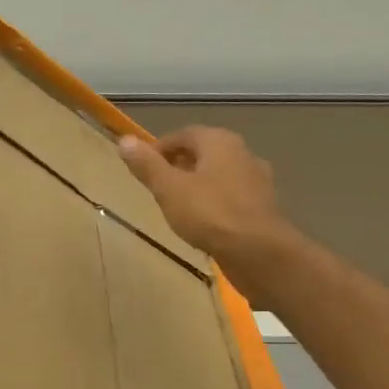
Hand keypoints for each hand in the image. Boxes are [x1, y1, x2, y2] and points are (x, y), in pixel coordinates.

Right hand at [118, 126, 293, 292]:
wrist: (260, 253)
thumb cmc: (210, 214)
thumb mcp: (169, 189)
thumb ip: (147, 165)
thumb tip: (124, 140)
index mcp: (219, 141)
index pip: (183, 135)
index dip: (159, 149)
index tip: (143, 168)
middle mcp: (242, 153)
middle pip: (203, 153)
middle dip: (179, 166)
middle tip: (157, 187)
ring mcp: (257, 180)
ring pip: (219, 175)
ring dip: (198, 185)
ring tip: (177, 206)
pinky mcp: (263, 207)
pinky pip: (231, 197)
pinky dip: (214, 203)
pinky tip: (204, 223)